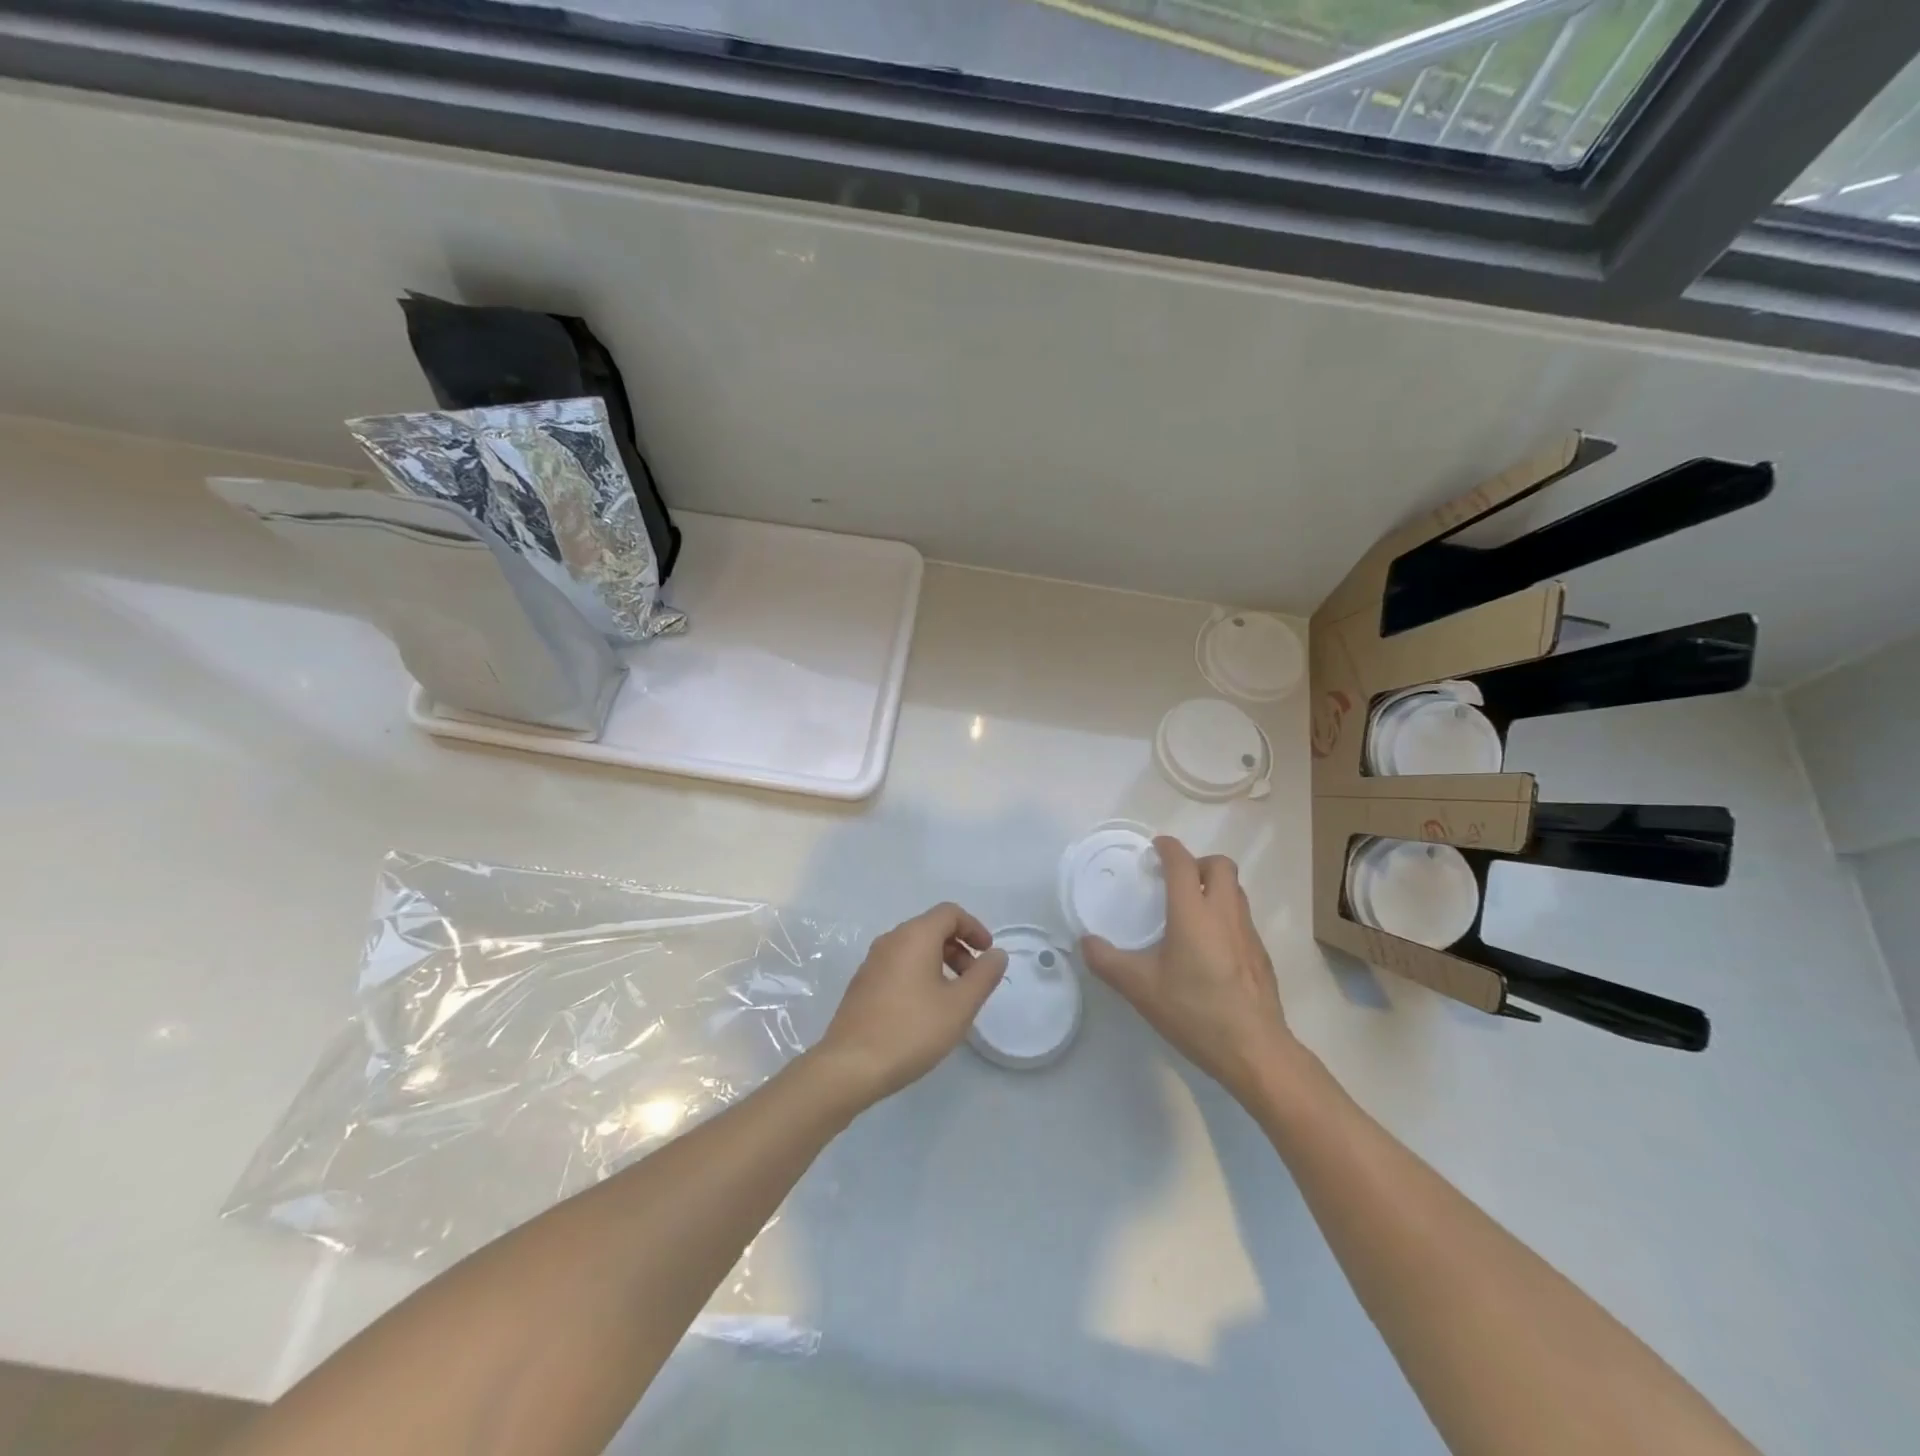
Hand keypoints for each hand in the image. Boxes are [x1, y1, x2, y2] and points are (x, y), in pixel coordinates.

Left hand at [810, 903, 1008, 1108]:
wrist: (850, 1065)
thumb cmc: (912, 1030)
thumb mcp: (960, 1005)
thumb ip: (984, 975)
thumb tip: (996, 954)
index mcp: (914, 936)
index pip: (949, 913)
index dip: (974, 928)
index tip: (988, 954)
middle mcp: (890, 940)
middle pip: (931, 928)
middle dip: (959, 947)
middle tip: (974, 979)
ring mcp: (872, 962)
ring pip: (914, 948)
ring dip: (940, 962)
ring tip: (953, 998)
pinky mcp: (862, 984)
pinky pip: (898, 965)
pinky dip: (920, 974)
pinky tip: (925, 1009)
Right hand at [1081, 837, 1294, 1103]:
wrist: (1255, 1050)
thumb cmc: (1194, 1012)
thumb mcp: (1140, 988)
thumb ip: (1107, 961)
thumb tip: (1085, 942)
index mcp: (1193, 912)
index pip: (1182, 862)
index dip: (1168, 848)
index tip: (1156, 848)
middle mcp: (1225, 913)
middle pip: (1220, 865)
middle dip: (1198, 863)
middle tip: (1176, 881)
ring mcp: (1249, 933)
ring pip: (1236, 891)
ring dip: (1214, 887)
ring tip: (1191, 910)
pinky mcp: (1261, 955)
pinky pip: (1243, 918)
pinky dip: (1225, 916)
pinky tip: (1209, 948)